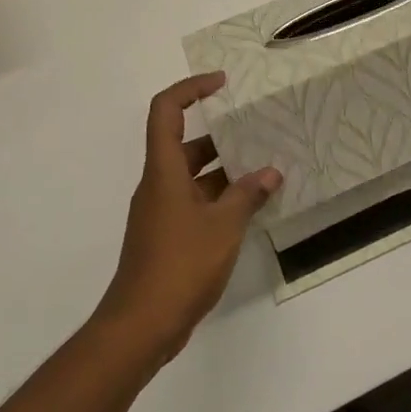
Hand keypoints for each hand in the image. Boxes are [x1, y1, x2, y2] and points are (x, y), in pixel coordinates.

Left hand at [97, 73, 281, 362]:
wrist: (140, 327)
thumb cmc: (179, 265)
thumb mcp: (223, 227)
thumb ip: (246, 196)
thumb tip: (270, 173)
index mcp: (164, 170)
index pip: (166, 110)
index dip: (190, 88)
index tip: (222, 84)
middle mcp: (158, 184)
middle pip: (184, 143)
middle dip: (220, 135)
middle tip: (256, 130)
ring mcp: (160, 212)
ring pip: (192, 175)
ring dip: (224, 170)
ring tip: (264, 169)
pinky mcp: (166, 236)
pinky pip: (194, 201)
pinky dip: (219, 197)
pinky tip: (249, 207)